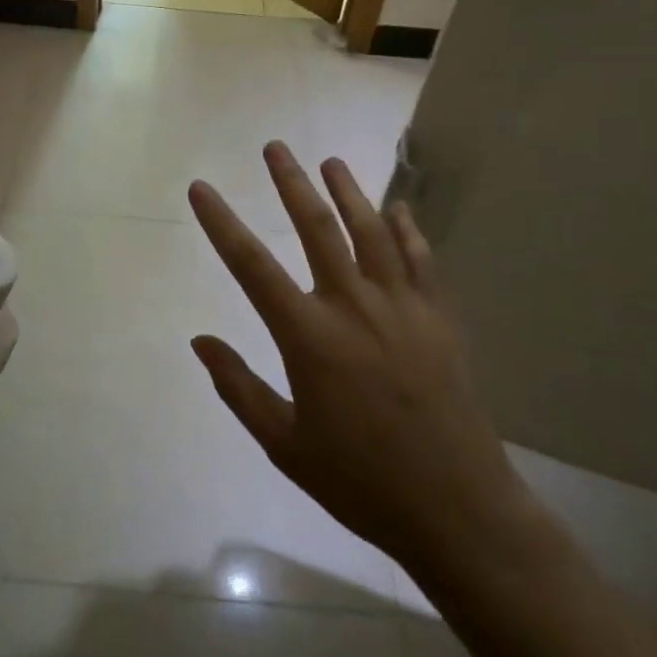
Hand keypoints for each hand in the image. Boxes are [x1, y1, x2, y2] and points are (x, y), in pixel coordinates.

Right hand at [189, 143, 532, 569]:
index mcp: (310, 337)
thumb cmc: (361, 482)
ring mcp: (401, 307)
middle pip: (317, 228)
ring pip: (370, 232)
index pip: (251, 266)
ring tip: (331, 161)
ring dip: (349, 192)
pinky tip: (399, 208)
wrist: (456, 509)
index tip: (201, 188)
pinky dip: (407, 229)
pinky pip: (421, 259)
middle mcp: (353, 306)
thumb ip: (239, 387)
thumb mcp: (286, 444)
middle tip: (274, 147)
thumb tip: (199, 340)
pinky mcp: (438, 318)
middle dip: (291, 183)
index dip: (221, 223)